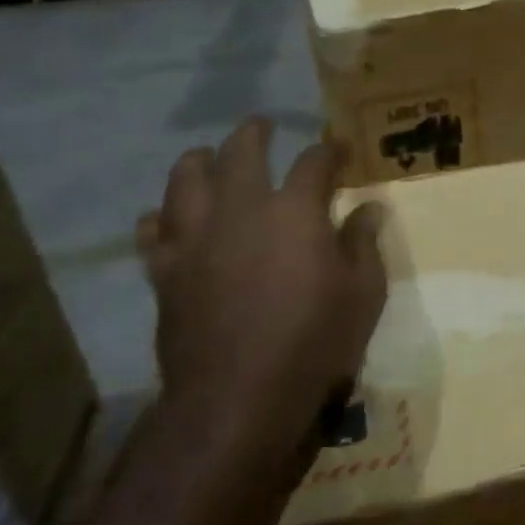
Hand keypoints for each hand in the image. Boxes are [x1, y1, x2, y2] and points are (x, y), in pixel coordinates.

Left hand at [137, 118, 386, 484]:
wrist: (238, 397)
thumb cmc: (314, 341)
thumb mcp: (363, 293)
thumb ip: (363, 243)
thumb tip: (369, 208)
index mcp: (295, 210)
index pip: (315, 162)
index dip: (330, 151)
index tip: (339, 149)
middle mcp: (242, 209)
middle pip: (241, 153)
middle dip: (254, 134)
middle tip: (262, 126)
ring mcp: (196, 238)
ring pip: (185, 179)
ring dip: (198, 162)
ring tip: (206, 157)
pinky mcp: (166, 270)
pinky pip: (154, 231)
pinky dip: (161, 218)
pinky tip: (168, 218)